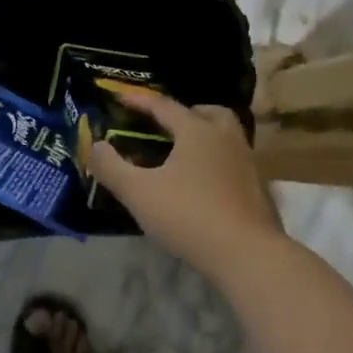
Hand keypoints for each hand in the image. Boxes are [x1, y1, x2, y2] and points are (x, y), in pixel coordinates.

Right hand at [86, 91, 286, 277]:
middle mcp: (226, 138)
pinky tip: (202, 184)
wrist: (247, 254)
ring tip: (182, 154)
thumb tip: (94, 145)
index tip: (120, 98)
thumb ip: (111, 167)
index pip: (164, 106)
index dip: (140, 101)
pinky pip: (233, 162)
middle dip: (186, 113)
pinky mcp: (257, 189)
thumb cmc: (188, 215)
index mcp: (197, 131)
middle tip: (167, 125)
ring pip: (226, 136)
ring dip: (205, 137)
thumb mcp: (138, 192)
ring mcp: (247, 163)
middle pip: (209, 113)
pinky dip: (216, 162)